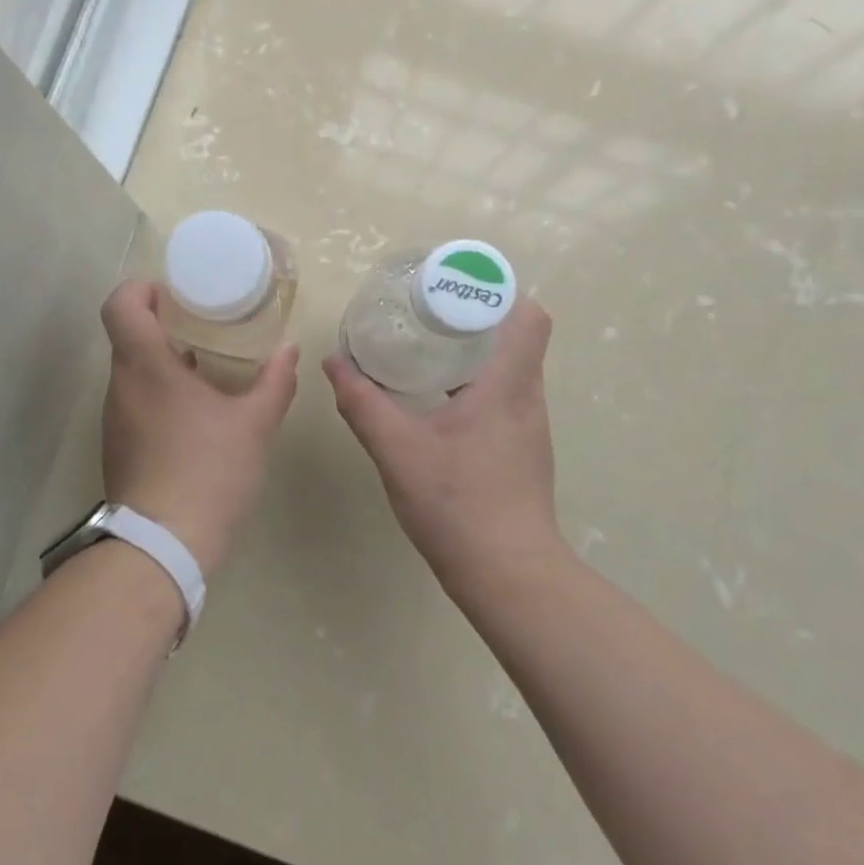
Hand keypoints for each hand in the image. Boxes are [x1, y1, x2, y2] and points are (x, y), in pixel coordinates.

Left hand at [100, 281, 299, 574]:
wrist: (163, 545)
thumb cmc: (208, 471)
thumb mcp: (255, 424)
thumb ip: (275, 381)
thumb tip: (290, 350)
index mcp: (146, 366)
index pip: (120, 305)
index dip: (140, 288)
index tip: (172, 292)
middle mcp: (121, 385)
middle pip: (126, 335)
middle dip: (160, 323)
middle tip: (200, 322)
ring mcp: (115, 418)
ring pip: (130, 371)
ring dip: (160, 360)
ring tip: (202, 364)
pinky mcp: (118, 446)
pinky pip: (133, 401)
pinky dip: (158, 392)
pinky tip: (193, 411)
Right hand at [323, 299, 559, 587]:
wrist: (508, 575)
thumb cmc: (458, 504)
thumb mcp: (398, 450)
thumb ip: (363, 404)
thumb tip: (334, 362)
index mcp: (508, 386)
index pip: (529, 317)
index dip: (499, 292)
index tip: (455, 288)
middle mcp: (527, 399)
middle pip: (517, 337)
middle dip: (474, 317)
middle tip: (426, 312)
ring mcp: (529, 428)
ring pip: (509, 369)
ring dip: (474, 352)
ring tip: (426, 348)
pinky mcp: (521, 452)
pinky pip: (503, 398)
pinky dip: (475, 385)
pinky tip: (437, 402)